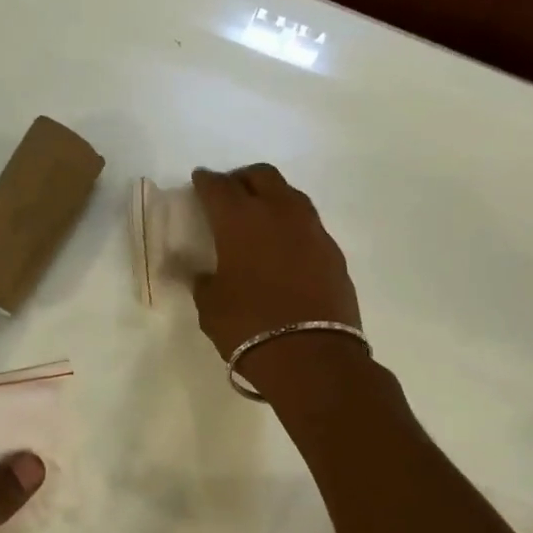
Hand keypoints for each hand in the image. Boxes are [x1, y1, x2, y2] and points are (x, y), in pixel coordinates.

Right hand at [191, 164, 362, 385]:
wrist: (312, 357)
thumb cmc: (249, 328)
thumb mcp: (211, 307)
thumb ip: (204, 282)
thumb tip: (204, 274)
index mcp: (240, 220)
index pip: (218, 187)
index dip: (206, 182)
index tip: (199, 182)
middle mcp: (279, 213)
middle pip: (261, 176)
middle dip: (241, 179)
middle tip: (229, 195)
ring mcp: (312, 230)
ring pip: (289, 195)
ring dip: (271, 197)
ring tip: (259, 218)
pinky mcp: (333, 251)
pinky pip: (307, 224)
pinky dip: (291, 226)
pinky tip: (283, 248)